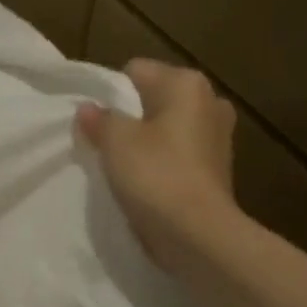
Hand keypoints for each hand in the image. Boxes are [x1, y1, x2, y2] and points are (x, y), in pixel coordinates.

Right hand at [76, 58, 239, 274]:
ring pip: (167, 129)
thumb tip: (88, 109)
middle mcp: (209, 102)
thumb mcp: (115, 142)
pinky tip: (145, 184)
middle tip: (105, 144)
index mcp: (186, 84)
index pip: (135, 71)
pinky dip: (162, 164)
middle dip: (130, 118)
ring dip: (146, 142)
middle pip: (154, 100)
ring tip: (123, 167)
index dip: (109, 93)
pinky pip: (179, 155)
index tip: (94, 122)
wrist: (198, 234)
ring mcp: (218, 136)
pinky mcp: (217, 169)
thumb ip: (99, 119)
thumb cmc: (156, 176)